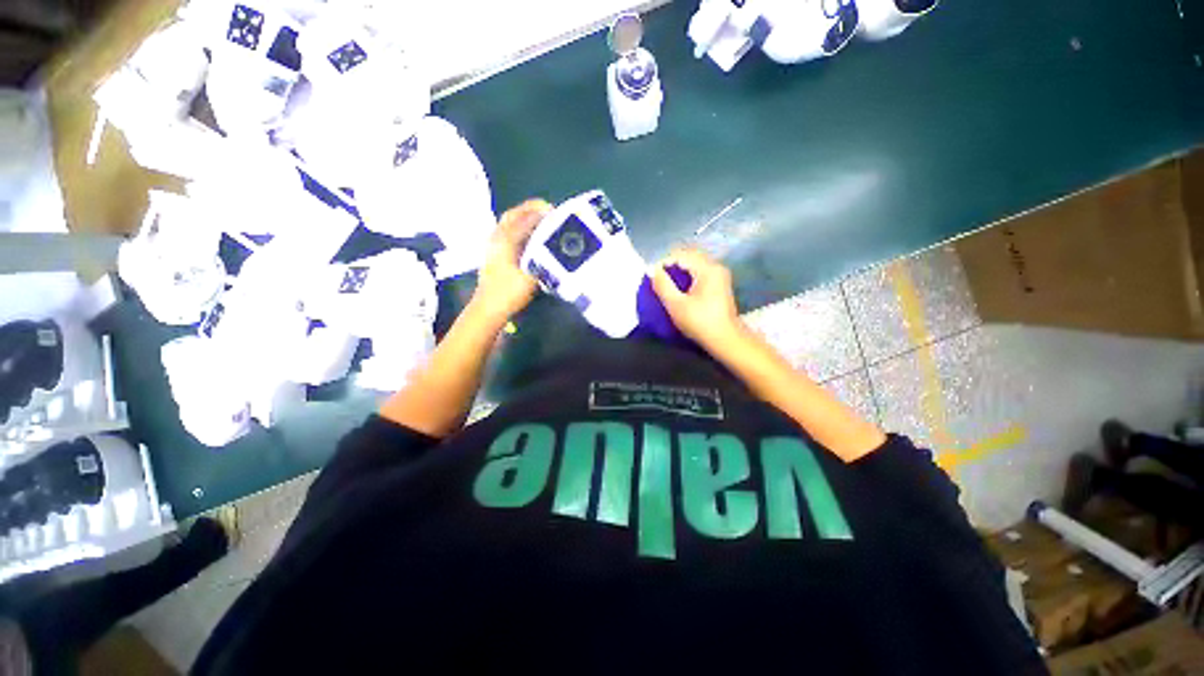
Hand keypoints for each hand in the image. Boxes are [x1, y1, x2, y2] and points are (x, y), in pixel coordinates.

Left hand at [470, 199, 551, 323]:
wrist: (488, 308)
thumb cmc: (509, 292)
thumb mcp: (530, 274)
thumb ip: (540, 256)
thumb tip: (552, 244)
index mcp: (505, 240)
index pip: (523, 218)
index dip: (539, 212)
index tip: (554, 210)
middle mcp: (497, 238)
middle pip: (512, 215)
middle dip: (529, 210)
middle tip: (547, 212)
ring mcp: (493, 246)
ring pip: (509, 224)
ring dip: (524, 219)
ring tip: (542, 222)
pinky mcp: (494, 255)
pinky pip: (508, 234)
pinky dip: (520, 229)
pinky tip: (531, 238)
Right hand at [650, 248, 741, 348]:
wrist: (726, 340)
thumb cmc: (700, 323)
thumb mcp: (676, 305)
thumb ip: (662, 285)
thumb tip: (652, 270)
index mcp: (707, 269)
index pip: (680, 255)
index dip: (663, 263)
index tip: (652, 277)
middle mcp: (716, 266)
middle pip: (689, 256)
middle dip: (671, 265)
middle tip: (658, 279)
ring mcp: (720, 275)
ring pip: (695, 263)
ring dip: (679, 270)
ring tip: (667, 284)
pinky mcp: (720, 284)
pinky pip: (700, 271)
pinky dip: (687, 276)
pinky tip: (680, 289)